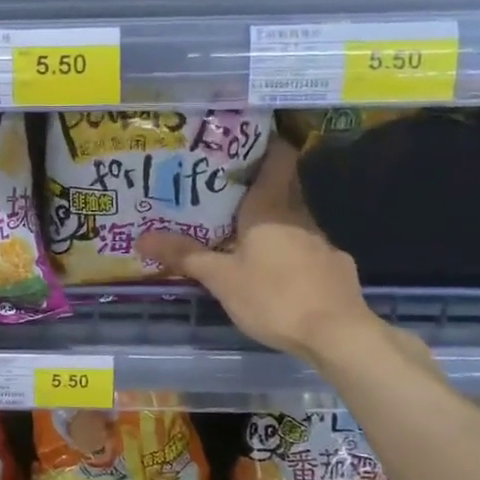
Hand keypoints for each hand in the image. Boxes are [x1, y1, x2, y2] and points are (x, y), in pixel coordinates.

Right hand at [139, 141, 379, 364]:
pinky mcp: (336, 269)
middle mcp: (299, 216)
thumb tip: (141, 237)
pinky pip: (307, 251)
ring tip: (242, 234)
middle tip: (224, 193)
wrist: (338, 335)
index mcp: (270, 208)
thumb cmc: (273, 296)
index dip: (264, 145)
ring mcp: (322, 242)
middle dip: (256, 189)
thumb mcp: (221, 278)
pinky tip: (277, 273)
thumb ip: (185, 256)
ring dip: (272, 224)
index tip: (239, 145)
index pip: (278, 158)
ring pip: (293, 222)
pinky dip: (291, 254)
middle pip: (281, 189)